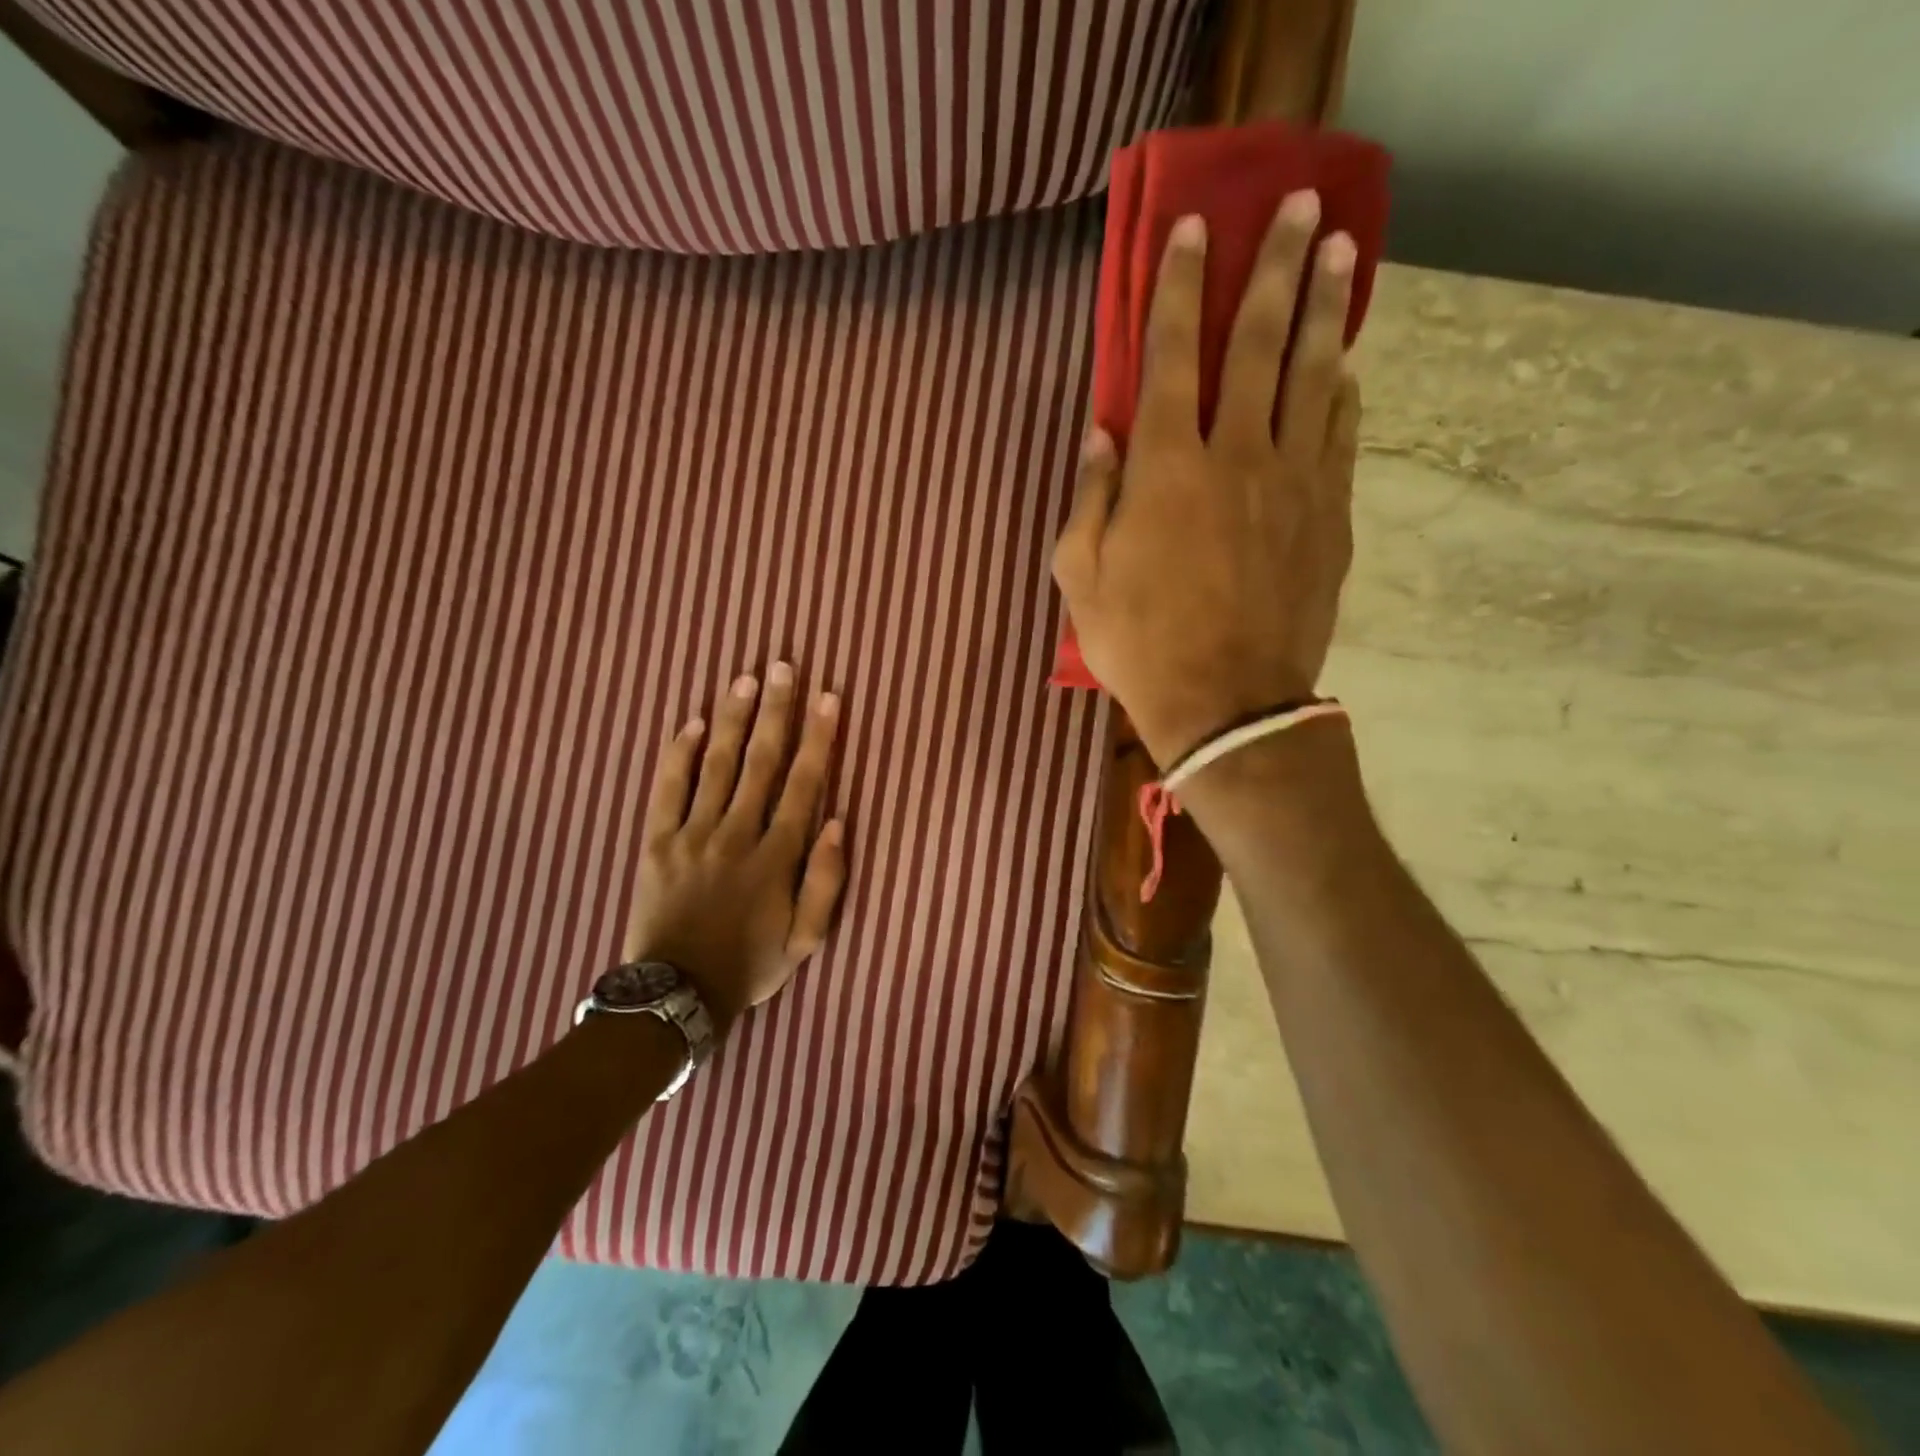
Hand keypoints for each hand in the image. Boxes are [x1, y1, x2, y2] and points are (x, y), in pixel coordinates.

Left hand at [623, 663, 846, 1035]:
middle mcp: (736, 835)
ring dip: (734, 720)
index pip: (803, 785)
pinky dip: (679, 754)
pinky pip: (667, 789)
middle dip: (776, 712)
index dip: (818, 739)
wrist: (675, 995)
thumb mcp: (805, 940)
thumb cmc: (749, 964)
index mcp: (775, 857)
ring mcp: (692, 835)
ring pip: (718, 766)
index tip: (828, 699)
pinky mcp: (656, 842)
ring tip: (746, 679)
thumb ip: (824, 882)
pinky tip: (694, 722)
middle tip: (784, 667)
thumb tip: (836, 823)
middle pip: (761, 763)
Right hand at [1052, 191, 1361, 766]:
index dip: (1179, 286)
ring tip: (1338, 252)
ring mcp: (1293, 480)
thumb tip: (1100, 435)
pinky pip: (1339, 435)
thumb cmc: (1140, 642)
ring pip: (1312, 375)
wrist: (1228, 702)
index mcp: (1166, 467)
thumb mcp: (1081, 577)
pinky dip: (1341, 392)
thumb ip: (1089, 498)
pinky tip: (1345, 366)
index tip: (1193, 230)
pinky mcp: (1330, 514)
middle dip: (1274, 266)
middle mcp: (1235, 453)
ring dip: (1325, 308)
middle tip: (1297, 205)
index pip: (1171, 353)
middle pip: (1258, 342)